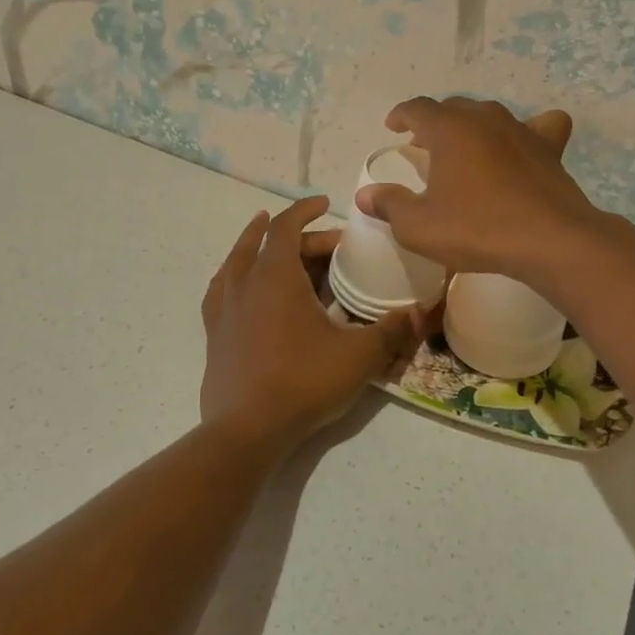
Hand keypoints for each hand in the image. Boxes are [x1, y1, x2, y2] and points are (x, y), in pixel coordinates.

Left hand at [200, 196, 420, 448]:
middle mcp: (244, 284)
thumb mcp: (358, 355)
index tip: (325, 204)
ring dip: (252, 245)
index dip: (305, 210)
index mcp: (275, 277)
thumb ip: (391, 330)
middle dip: (299, 238)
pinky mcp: (214, 335)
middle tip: (329, 248)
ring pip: (235, 263)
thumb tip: (420, 311)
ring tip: (263, 237)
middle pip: (268, 245)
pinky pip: (220, 292)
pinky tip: (235, 285)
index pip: (287, 227)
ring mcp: (224, 310)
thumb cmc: (303, 382)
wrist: (247, 430)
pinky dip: (231, 278)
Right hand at [352, 97, 601, 283]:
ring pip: (489, 114)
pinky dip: (528, 130)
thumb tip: (365, 195)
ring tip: (464, 147)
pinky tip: (524, 147)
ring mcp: (521, 130)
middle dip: (434, 122)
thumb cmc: (478, 229)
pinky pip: (540, 125)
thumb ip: (390, 206)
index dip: (401, 115)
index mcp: (449, 129)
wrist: (550, 241)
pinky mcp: (549, 148)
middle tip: (423, 144)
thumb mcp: (419, 227)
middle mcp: (484, 118)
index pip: (417, 108)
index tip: (392, 127)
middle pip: (453, 107)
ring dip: (471, 125)